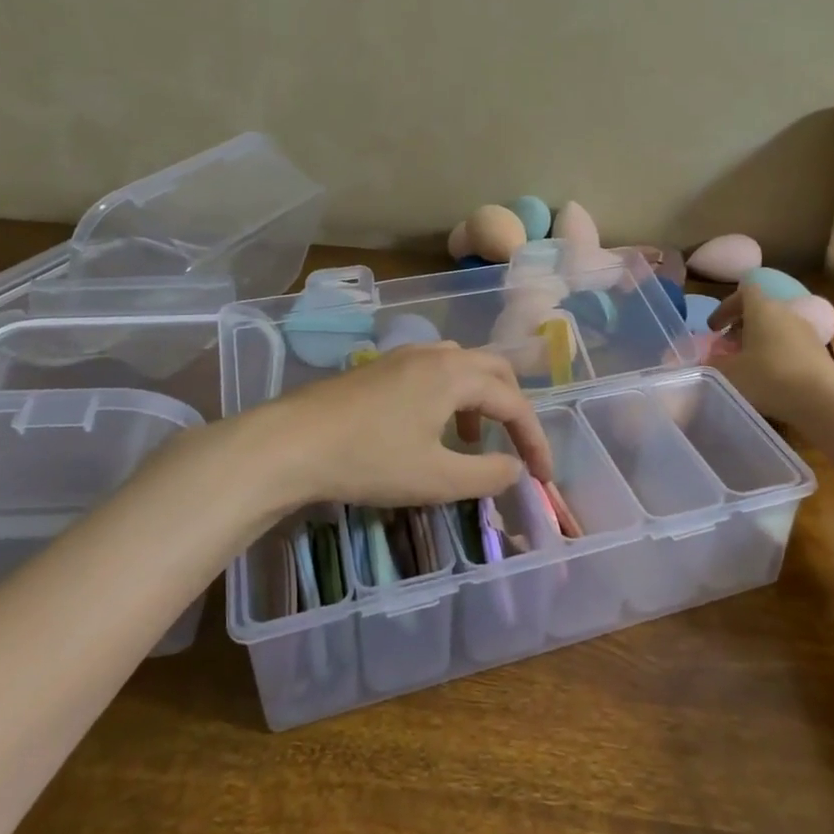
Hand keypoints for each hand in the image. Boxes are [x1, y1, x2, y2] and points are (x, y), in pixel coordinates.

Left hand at [242, 343, 554, 509]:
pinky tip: (431, 427)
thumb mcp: (435, 479)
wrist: (290, 443)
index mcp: (456, 375)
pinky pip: (435, 371)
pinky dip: (452, 395)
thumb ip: (485, 475)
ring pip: (463, 366)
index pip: (513, 403)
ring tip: (471, 439)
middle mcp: (436, 355)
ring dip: (481, 399)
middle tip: (517, 444)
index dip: (534, 439)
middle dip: (513, 407)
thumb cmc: (369, 460)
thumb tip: (515, 468)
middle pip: (494, 370)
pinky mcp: (381, 368)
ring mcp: (405, 357)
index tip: (542, 475)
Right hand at [708, 282, 833, 426]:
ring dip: (758, 342)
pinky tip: (769, 379)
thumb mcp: (729, 373)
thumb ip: (712, 364)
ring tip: (746, 366)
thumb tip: (704, 361)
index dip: (726, 307)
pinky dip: (775, 355)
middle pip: (759, 310)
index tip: (714, 328)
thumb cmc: (769, 376)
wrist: (823, 398)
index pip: (743, 291)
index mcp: (762, 308)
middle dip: (740, 327)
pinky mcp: (817, 351)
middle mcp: (785, 313)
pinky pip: (789, 345)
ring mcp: (805, 331)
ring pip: (775, 328)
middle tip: (726, 349)